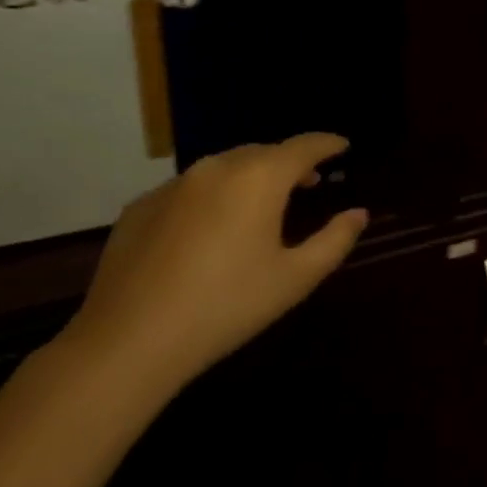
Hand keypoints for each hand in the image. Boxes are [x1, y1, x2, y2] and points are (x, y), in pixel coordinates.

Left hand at [62, 135, 367, 393]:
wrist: (127, 343)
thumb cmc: (226, 307)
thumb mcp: (294, 279)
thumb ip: (334, 240)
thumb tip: (358, 213)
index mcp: (259, 177)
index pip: (304, 146)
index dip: (327, 144)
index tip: (342, 146)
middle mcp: (217, 167)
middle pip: (263, 152)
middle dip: (289, 162)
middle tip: (307, 181)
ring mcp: (173, 184)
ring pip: (224, 166)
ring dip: (249, 176)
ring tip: (260, 203)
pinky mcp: (140, 207)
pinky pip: (188, 189)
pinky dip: (210, 196)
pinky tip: (208, 229)